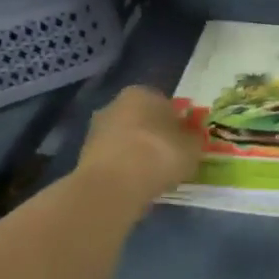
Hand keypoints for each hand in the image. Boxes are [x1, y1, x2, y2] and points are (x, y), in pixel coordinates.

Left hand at [77, 85, 198, 204]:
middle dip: (154, 135)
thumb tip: (190, 136)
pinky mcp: (85, 155)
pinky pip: (114, 158)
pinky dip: (124, 168)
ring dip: (137, 152)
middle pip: (142, 119)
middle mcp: (115, 104)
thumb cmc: (158, 155)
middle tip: (170, 157)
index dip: (177, 123)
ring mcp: (96, 129)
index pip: (165, 103)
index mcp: (142, 93)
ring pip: (126, 139)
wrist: (113, 186)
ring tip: (153, 175)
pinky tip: (136, 183)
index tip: (184, 142)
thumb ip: (193, 138)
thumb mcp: (192, 147)